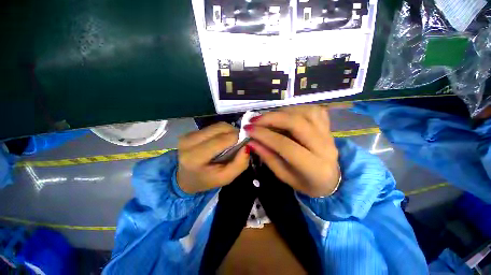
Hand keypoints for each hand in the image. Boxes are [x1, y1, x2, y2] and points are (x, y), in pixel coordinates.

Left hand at [177, 122, 248, 193]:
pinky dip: (222, 131)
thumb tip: (247, 146)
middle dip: (235, 132)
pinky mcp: (190, 132)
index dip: (237, 138)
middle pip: (220, 128)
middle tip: (240, 142)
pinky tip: (223, 140)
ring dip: (229, 131)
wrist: (186, 178)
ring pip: (217, 125)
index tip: (246, 142)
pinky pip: (213, 127)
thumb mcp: (226, 178)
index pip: (221, 140)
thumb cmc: (207, 180)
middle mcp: (189, 142)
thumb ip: (239, 164)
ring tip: (232, 141)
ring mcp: (188, 135)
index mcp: (195, 157)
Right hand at [245, 105, 339, 196]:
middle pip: (297, 123)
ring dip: (283, 112)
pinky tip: (285, 115)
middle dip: (272, 119)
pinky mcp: (328, 126)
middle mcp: (324, 147)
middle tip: (254, 120)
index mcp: (314, 167)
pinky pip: (313, 110)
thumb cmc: (305, 182)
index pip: (286, 145)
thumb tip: (252, 142)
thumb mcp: (284, 176)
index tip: (248, 130)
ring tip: (268, 118)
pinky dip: (295, 109)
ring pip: (306, 112)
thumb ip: (268, 158)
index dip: (265, 135)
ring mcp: (328, 134)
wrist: (330, 180)